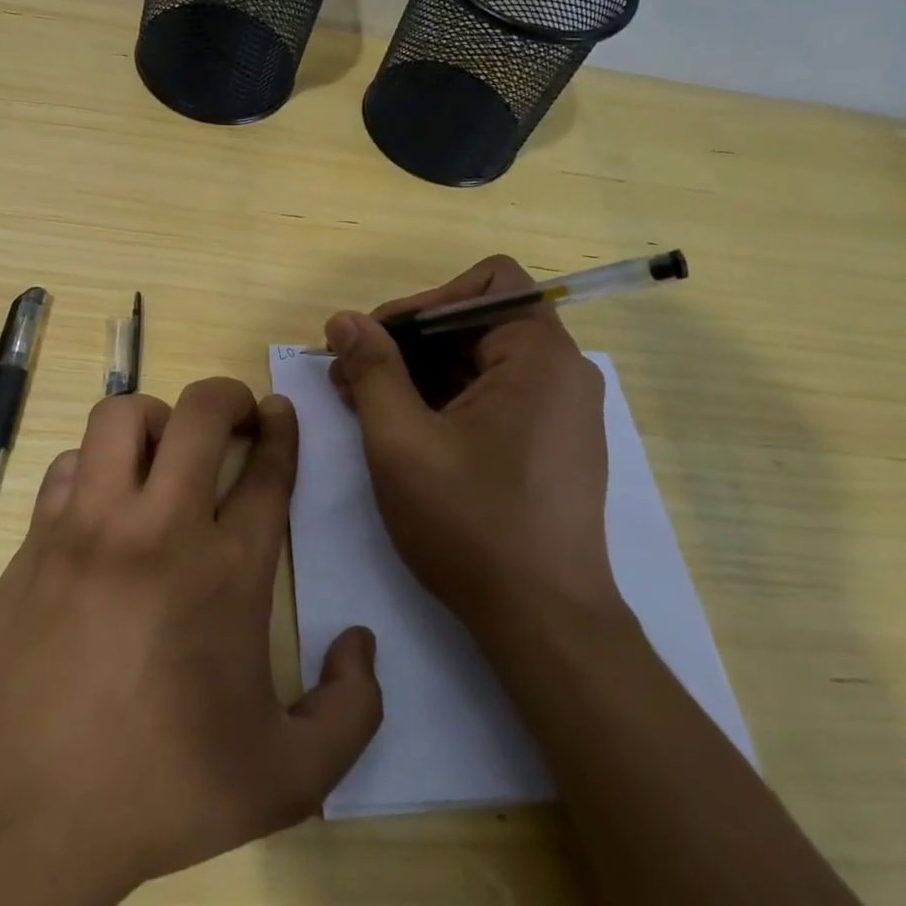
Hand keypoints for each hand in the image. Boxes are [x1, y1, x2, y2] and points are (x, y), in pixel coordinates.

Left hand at [0, 378, 382, 894]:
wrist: (21, 817)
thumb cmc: (160, 792)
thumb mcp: (287, 779)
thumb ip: (352, 712)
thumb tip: (361, 643)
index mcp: (226, 570)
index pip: (266, 469)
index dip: (282, 430)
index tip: (281, 413)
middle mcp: (158, 527)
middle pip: (198, 414)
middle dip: (227, 396)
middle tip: (236, 417)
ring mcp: (87, 527)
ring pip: (120, 417)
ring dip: (154, 419)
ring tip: (164, 453)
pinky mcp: (36, 541)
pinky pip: (68, 466)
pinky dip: (94, 466)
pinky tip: (101, 504)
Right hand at [325, 256, 620, 634]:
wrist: (542, 621)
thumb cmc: (470, 524)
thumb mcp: (401, 440)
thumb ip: (371, 370)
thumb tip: (344, 319)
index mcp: (539, 356)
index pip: (485, 283)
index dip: (423, 301)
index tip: (376, 342)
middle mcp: (561, 372)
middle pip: (477, 321)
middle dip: (409, 343)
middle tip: (350, 377)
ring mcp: (560, 411)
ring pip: (480, 362)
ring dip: (420, 375)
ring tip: (365, 407)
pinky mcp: (552, 443)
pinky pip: (494, 396)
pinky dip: (445, 401)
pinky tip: (404, 433)